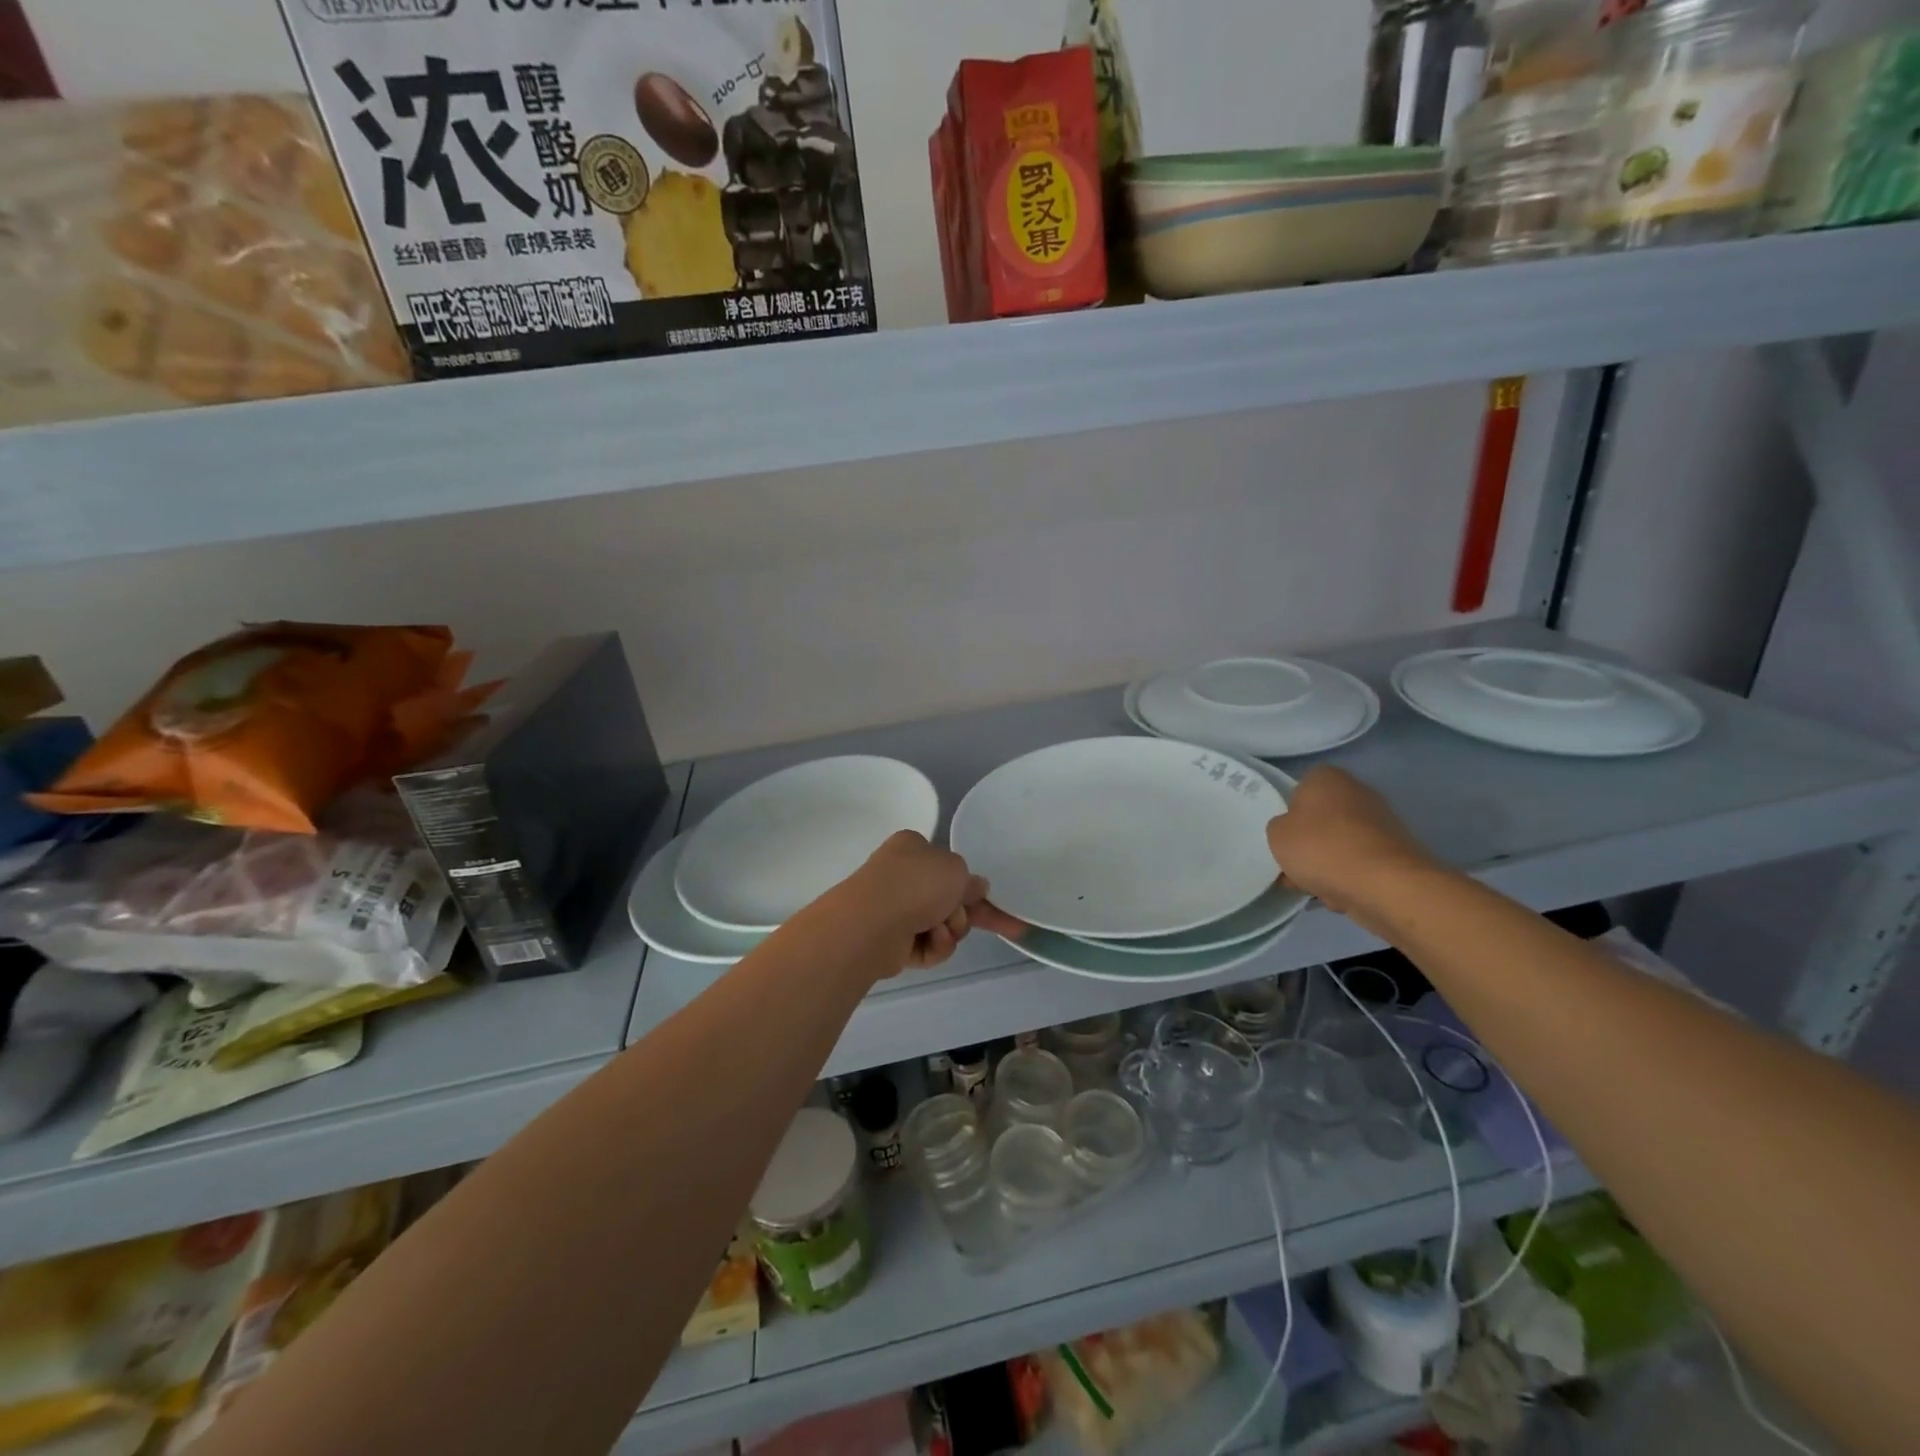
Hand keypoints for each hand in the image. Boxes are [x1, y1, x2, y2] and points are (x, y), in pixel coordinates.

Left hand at [846, 831, 1026, 971]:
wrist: (874, 922)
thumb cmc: (917, 883)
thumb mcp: (957, 870)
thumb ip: (971, 881)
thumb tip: (976, 888)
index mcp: (913, 848)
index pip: (947, 865)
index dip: (970, 884)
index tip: (991, 900)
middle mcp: (902, 876)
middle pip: (948, 899)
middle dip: (966, 914)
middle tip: (1005, 928)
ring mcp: (894, 909)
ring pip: (941, 925)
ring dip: (951, 930)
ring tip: (941, 930)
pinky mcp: (892, 942)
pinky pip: (927, 946)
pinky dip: (935, 947)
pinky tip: (931, 942)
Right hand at [1265, 766, 1437, 921]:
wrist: (1385, 885)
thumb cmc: (1322, 848)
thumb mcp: (1276, 835)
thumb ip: (1279, 827)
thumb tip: (1292, 831)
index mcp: (1327, 778)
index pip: (1300, 788)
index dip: (1289, 812)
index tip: (1283, 836)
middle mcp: (1358, 792)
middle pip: (1322, 818)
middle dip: (1309, 843)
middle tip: (1293, 866)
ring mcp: (1382, 823)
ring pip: (1341, 844)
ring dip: (1327, 864)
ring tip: (1312, 889)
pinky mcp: (1396, 853)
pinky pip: (1361, 864)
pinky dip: (1350, 878)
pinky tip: (1339, 897)